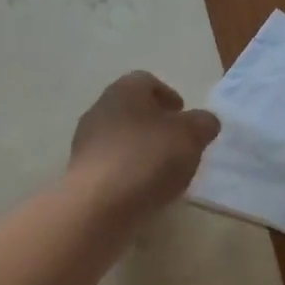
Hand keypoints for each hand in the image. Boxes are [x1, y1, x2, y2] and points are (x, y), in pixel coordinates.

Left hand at [70, 72, 220, 213]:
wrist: (98, 203)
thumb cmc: (147, 157)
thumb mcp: (190, 136)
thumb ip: (203, 123)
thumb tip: (203, 121)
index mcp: (124, 90)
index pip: (147, 81)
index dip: (169, 96)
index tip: (184, 117)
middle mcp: (99, 108)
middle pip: (132, 110)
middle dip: (155, 124)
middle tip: (177, 144)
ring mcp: (85, 141)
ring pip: (120, 137)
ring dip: (141, 149)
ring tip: (163, 172)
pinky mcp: (80, 171)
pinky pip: (111, 163)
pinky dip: (127, 170)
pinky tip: (142, 189)